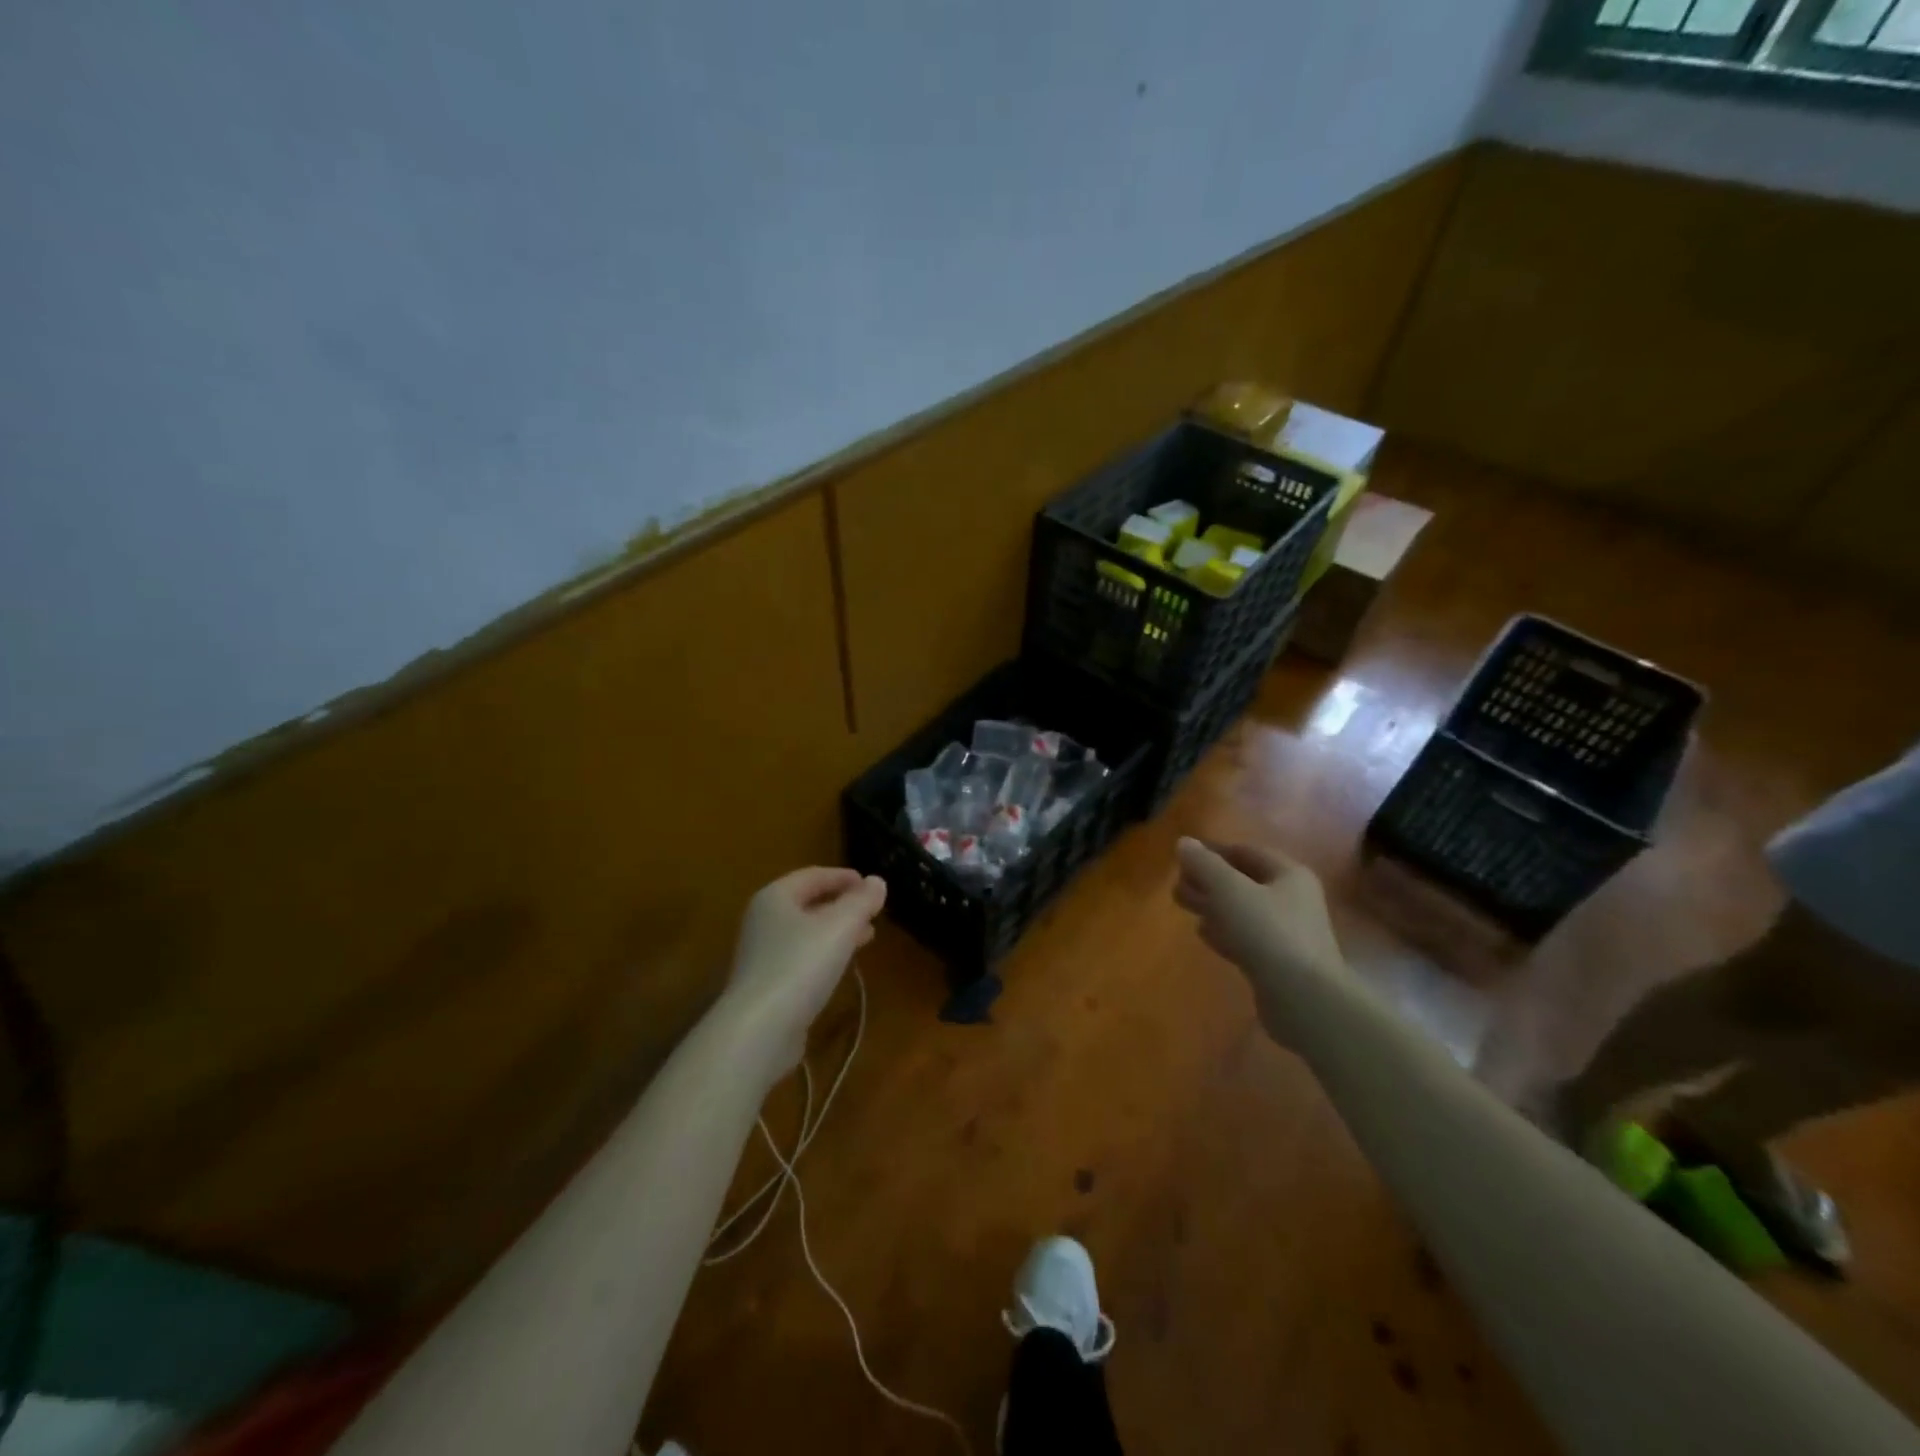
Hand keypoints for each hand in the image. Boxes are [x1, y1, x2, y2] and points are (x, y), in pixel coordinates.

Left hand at [725, 867, 886, 1069]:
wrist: (759, 1030)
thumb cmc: (800, 965)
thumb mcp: (840, 926)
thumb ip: (861, 901)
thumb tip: (877, 881)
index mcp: (775, 897)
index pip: (813, 875)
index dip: (843, 876)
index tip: (870, 883)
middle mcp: (763, 920)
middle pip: (808, 903)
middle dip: (842, 904)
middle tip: (872, 910)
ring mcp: (761, 954)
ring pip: (806, 932)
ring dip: (836, 930)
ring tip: (866, 936)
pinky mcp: (766, 985)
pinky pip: (800, 958)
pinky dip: (824, 954)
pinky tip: (842, 966)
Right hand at [1174, 838, 1345, 1042]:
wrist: (1304, 998)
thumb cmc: (1268, 932)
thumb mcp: (1229, 890)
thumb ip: (1204, 864)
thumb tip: (1184, 843)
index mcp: (1289, 874)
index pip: (1247, 852)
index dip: (1214, 851)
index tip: (1183, 857)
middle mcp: (1293, 899)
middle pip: (1244, 881)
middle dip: (1209, 880)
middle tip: (1176, 884)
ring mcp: (1288, 933)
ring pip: (1243, 910)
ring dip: (1213, 905)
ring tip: (1182, 904)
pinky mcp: (1279, 963)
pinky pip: (1246, 937)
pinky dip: (1224, 931)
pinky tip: (1203, 932)